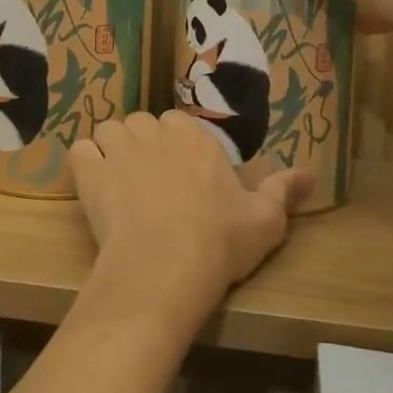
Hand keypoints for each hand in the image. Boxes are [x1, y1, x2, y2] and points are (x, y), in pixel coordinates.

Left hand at [69, 112, 309, 333]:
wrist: (166, 268)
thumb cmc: (219, 241)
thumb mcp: (266, 220)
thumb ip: (284, 191)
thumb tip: (312, 174)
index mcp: (194, 136)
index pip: (178, 125)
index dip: (176, 149)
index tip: (182, 178)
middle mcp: (155, 130)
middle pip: (142, 125)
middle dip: (144, 147)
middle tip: (151, 184)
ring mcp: (119, 148)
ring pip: (109, 132)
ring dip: (112, 150)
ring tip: (120, 184)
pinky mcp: (90, 171)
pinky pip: (80, 152)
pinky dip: (85, 164)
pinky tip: (94, 186)